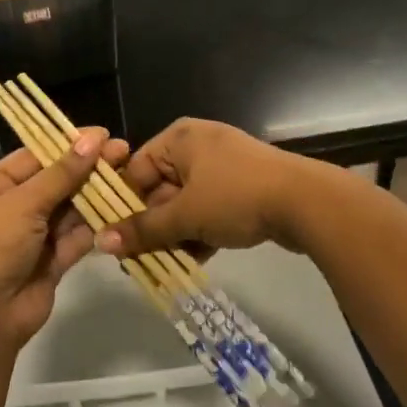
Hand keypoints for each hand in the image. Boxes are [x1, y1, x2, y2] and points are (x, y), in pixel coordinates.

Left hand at [0, 129, 127, 348]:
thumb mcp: (23, 203)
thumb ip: (61, 173)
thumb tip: (92, 139)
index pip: (36, 156)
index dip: (68, 144)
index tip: (103, 135)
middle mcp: (14, 208)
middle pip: (57, 181)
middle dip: (88, 168)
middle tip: (124, 153)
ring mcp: (35, 236)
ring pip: (71, 209)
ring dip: (97, 195)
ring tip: (129, 177)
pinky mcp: (53, 261)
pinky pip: (78, 237)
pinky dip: (97, 225)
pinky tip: (122, 209)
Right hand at [94, 118, 331, 259]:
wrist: (306, 202)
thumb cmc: (235, 197)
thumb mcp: (185, 216)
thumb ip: (143, 230)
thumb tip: (100, 242)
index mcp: (179, 139)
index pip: (136, 170)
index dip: (125, 204)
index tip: (116, 237)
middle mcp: (198, 146)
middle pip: (161, 189)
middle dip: (152, 226)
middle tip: (138, 260)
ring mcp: (223, 167)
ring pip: (186, 204)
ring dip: (175, 235)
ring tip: (162, 267)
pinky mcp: (243, 188)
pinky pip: (210, 210)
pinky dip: (200, 233)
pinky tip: (192, 264)